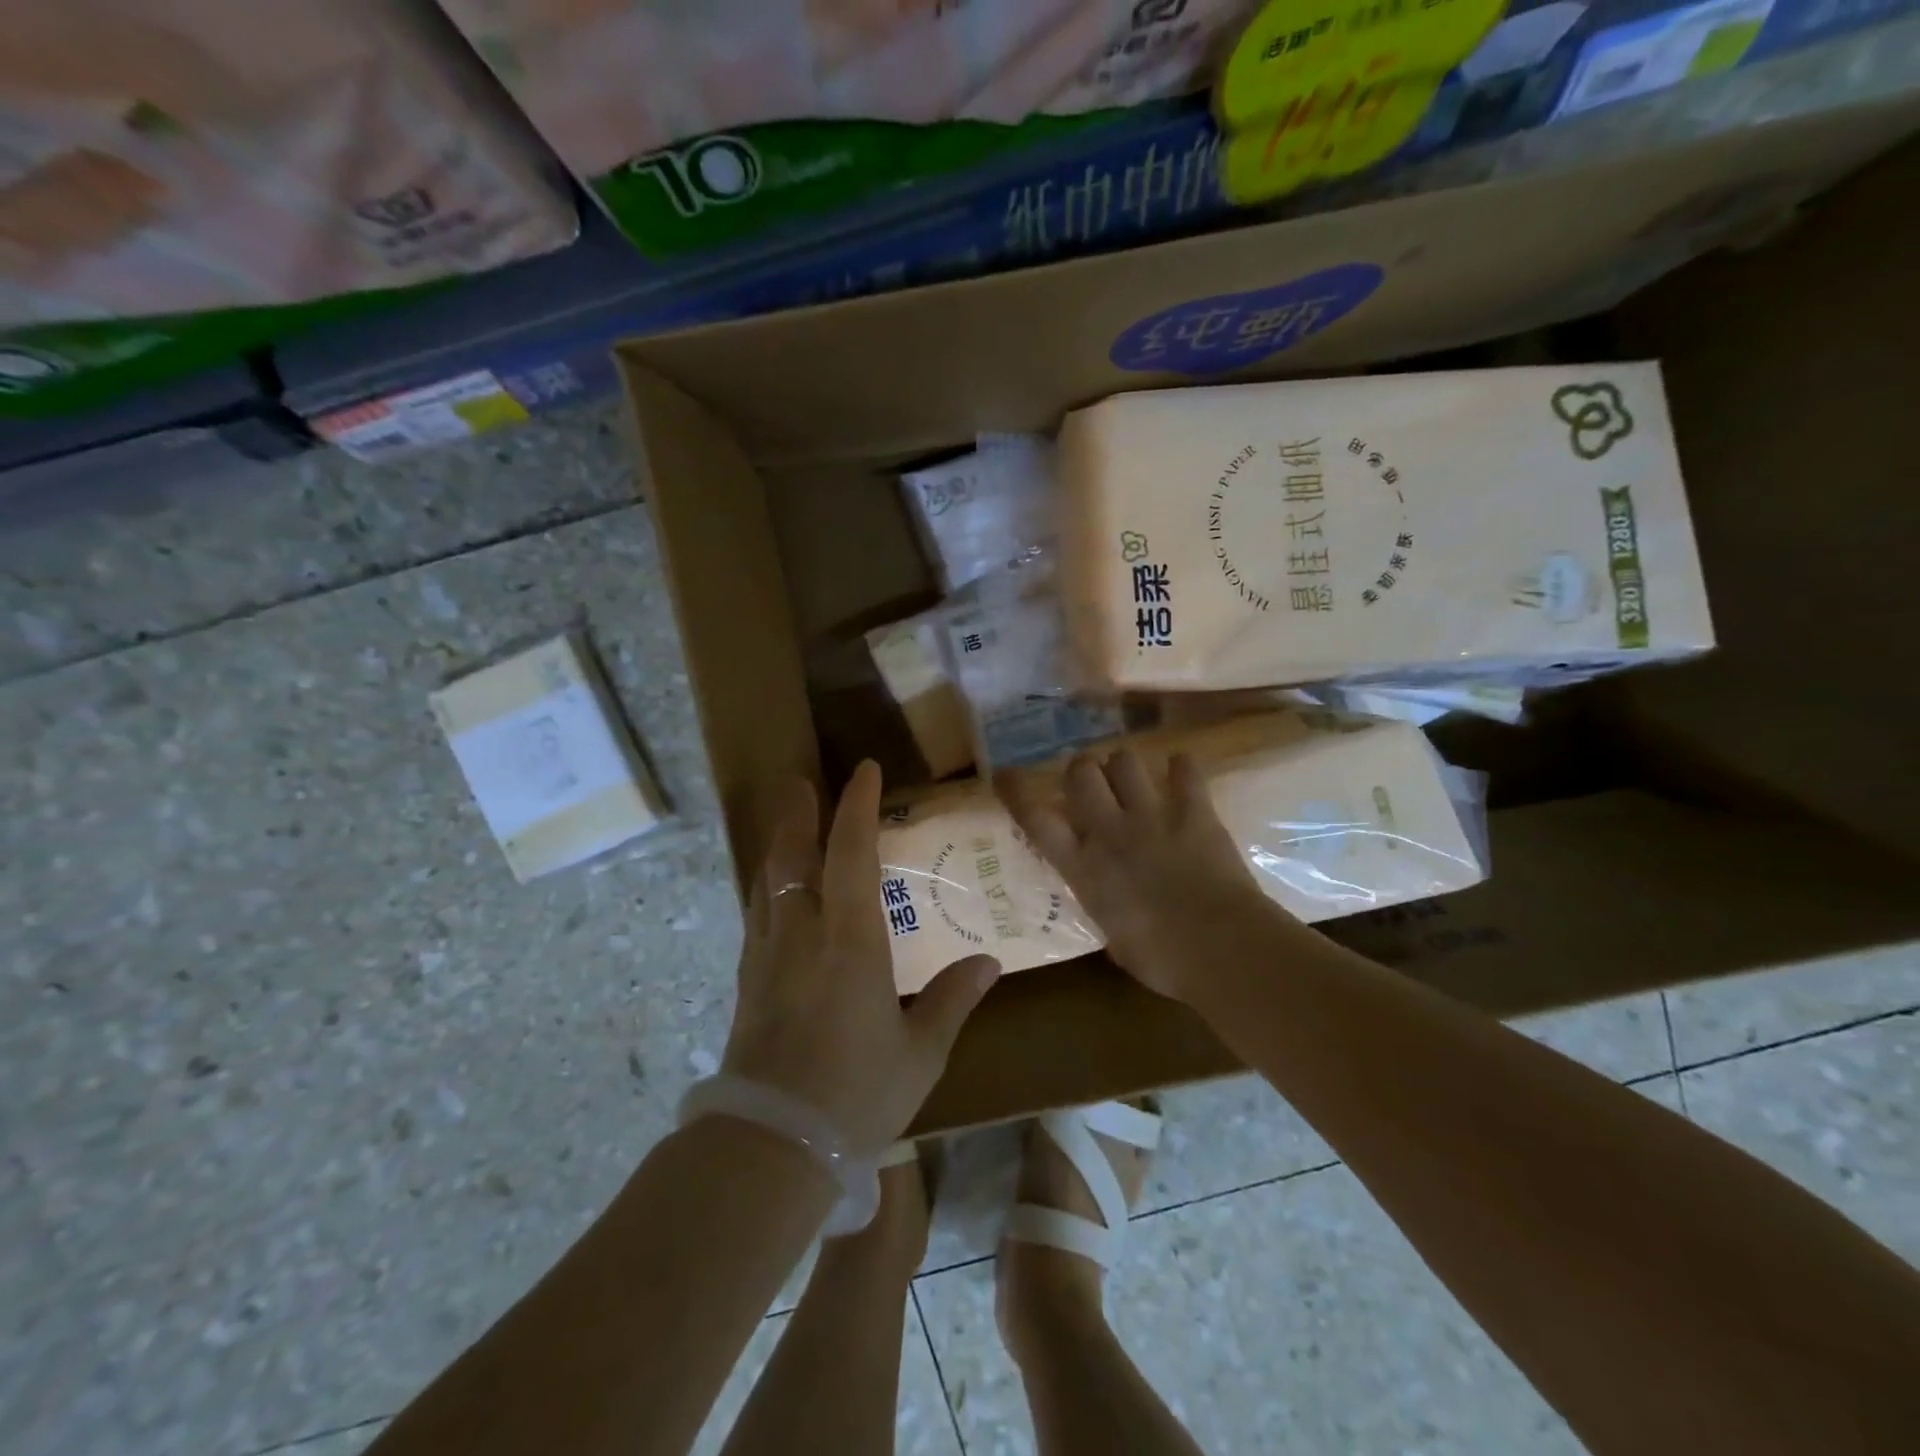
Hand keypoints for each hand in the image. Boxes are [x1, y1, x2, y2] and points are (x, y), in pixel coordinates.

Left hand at [721, 760, 1000, 1154]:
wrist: (771, 1144)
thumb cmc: (856, 1094)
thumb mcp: (919, 1052)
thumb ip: (952, 1000)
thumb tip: (986, 962)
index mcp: (850, 939)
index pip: (851, 853)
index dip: (857, 806)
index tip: (866, 771)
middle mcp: (803, 933)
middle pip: (793, 855)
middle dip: (798, 813)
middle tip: (801, 782)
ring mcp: (768, 955)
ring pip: (768, 882)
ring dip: (778, 846)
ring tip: (786, 825)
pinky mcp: (749, 982)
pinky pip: (758, 915)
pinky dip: (768, 888)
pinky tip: (774, 897)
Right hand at [996, 749, 1284, 1003]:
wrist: (1221, 948)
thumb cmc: (1162, 960)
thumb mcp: (1115, 937)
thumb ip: (1105, 906)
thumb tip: (1110, 903)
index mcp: (1083, 867)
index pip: (1036, 819)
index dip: (1016, 792)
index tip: (1005, 774)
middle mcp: (1110, 831)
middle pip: (1081, 772)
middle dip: (1081, 770)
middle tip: (1091, 783)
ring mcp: (1152, 815)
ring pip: (1125, 760)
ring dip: (1124, 766)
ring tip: (1133, 779)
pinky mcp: (1194, 810)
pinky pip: (1184, 769)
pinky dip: (1180, 768)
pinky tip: (1181, 774)